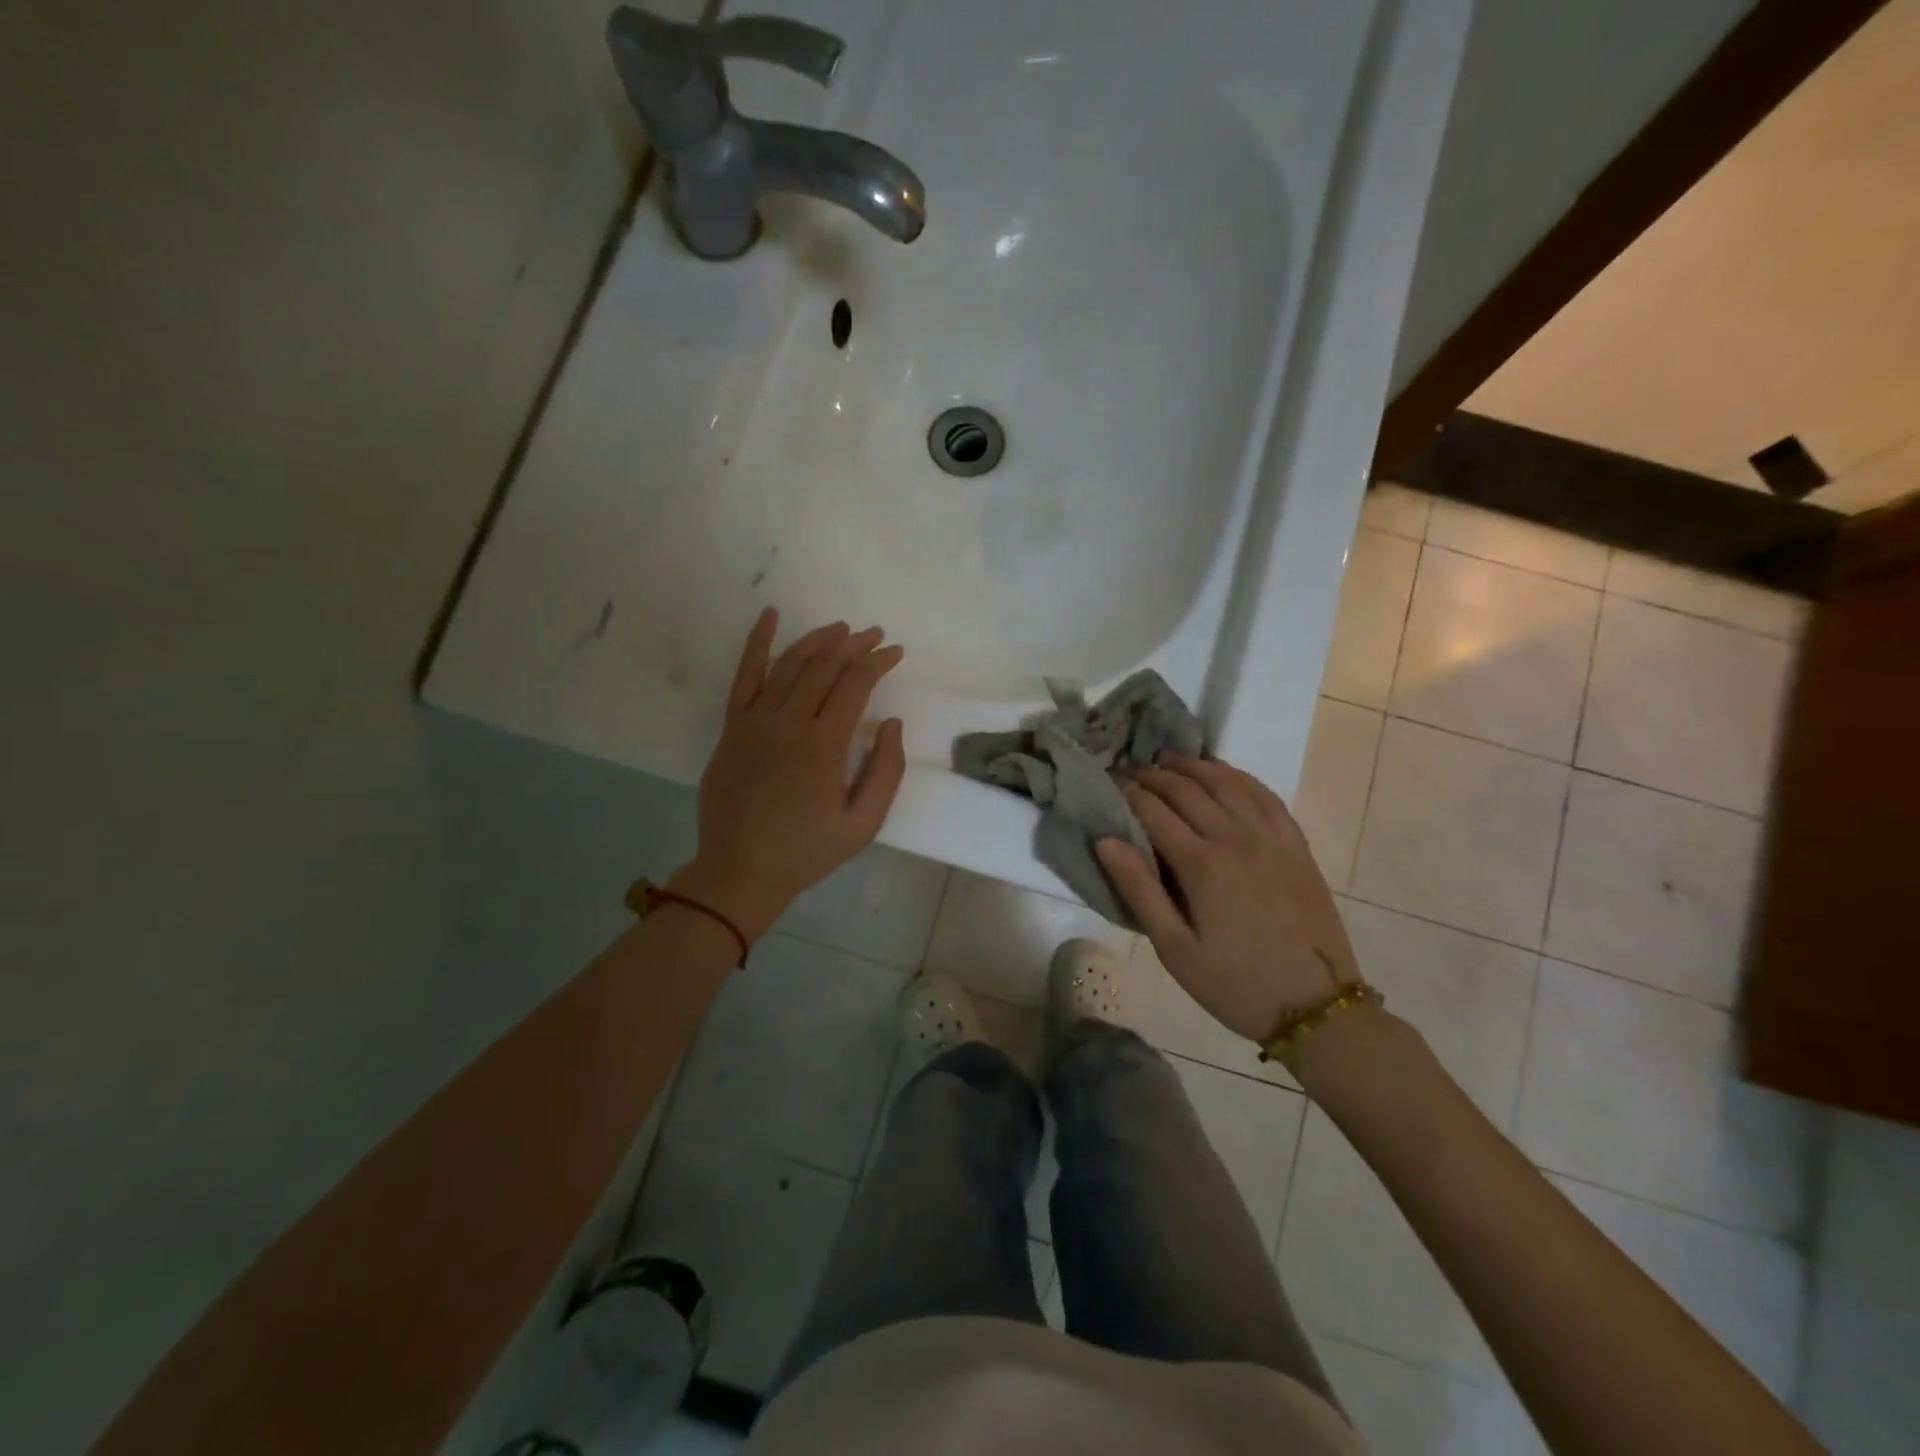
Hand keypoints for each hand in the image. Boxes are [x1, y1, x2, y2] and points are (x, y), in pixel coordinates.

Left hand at [670, 609, 906, 941]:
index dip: (878, 662)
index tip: (895, 651)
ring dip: (818, 641)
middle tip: (874, 634)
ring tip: (840, 629)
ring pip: (790, 665)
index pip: (855, 685)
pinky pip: (744, 676)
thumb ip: (885, 771)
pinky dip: (758, 643)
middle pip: (825, 667)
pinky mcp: (733, 727)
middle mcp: (789, 722)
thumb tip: (891, 723)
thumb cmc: (808, 851)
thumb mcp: (863, 823)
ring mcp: (755, 721)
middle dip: (853, 645)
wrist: (740, 871)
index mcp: (824, 745)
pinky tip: (769, 616)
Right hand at [1095, 755, 1359, 1044]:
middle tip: (1131, 770)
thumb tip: (1106, 840)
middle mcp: (1236, 838)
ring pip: (1227, 783)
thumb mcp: (1175, 949)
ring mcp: (1272, 838)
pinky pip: (1265, 795)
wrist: (1317, 1007)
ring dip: (1194, 766)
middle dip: (1154, 775)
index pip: (1155, 810)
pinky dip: (1239, 777)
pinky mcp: (1296, 845)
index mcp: (1202, 865)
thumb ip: (1139, 890)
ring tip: (1169, 760)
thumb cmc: (1235, 984)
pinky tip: (1224, 774)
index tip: (1109, 782)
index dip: (1128, 792)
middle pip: (1188, 790)